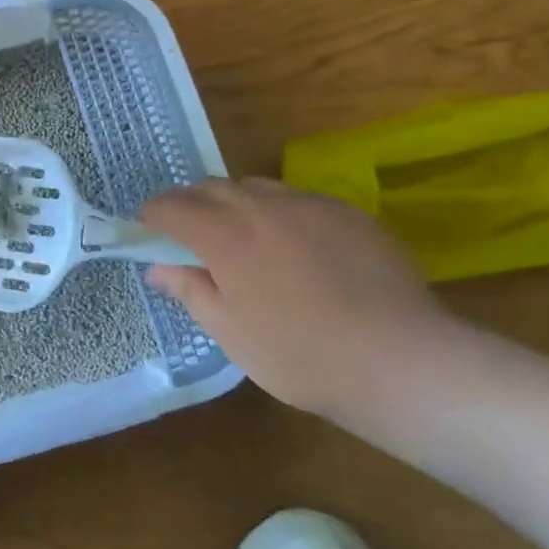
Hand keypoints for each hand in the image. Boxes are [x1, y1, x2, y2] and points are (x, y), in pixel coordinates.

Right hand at [138, 177, 460, 418]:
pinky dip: (278, 212)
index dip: (153, 215)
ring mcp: (310, 204)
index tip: (148, 230)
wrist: (401, 361)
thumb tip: (158, 268)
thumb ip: (190, 290)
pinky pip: (298, 199)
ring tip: (242, 237)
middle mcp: (262, 205)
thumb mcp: (231, 332)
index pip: (172, 207)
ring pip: (255, 187)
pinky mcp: (348, 212)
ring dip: (235, 203)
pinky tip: (295, 247)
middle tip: (190, 237)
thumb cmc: (301, 355)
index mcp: (225, 235)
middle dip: (191, 204)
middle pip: (212, 187)